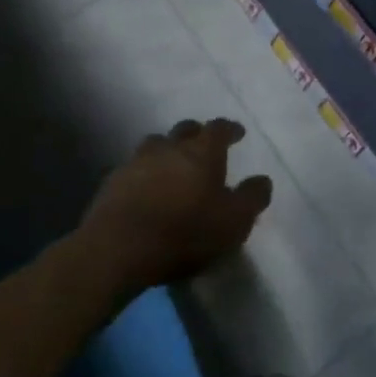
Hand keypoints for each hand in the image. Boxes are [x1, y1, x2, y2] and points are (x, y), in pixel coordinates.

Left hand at [80, 119, 271, 297]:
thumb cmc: (184, 232)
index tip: (237, 133)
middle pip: (184, 130)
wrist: (117, 248)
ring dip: (166, 150)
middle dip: (196, 133)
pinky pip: (133, 169)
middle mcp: (170, 147)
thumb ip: (252, 198)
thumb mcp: (233, 222)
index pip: (219, 128)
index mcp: (202, 151)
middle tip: (203, 145)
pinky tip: (145, 190)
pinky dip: (143, 173)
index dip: (229, 129)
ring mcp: (137, 162)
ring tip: (171, 165)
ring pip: (155, 144)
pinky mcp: (112, 182)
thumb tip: (263, 180)